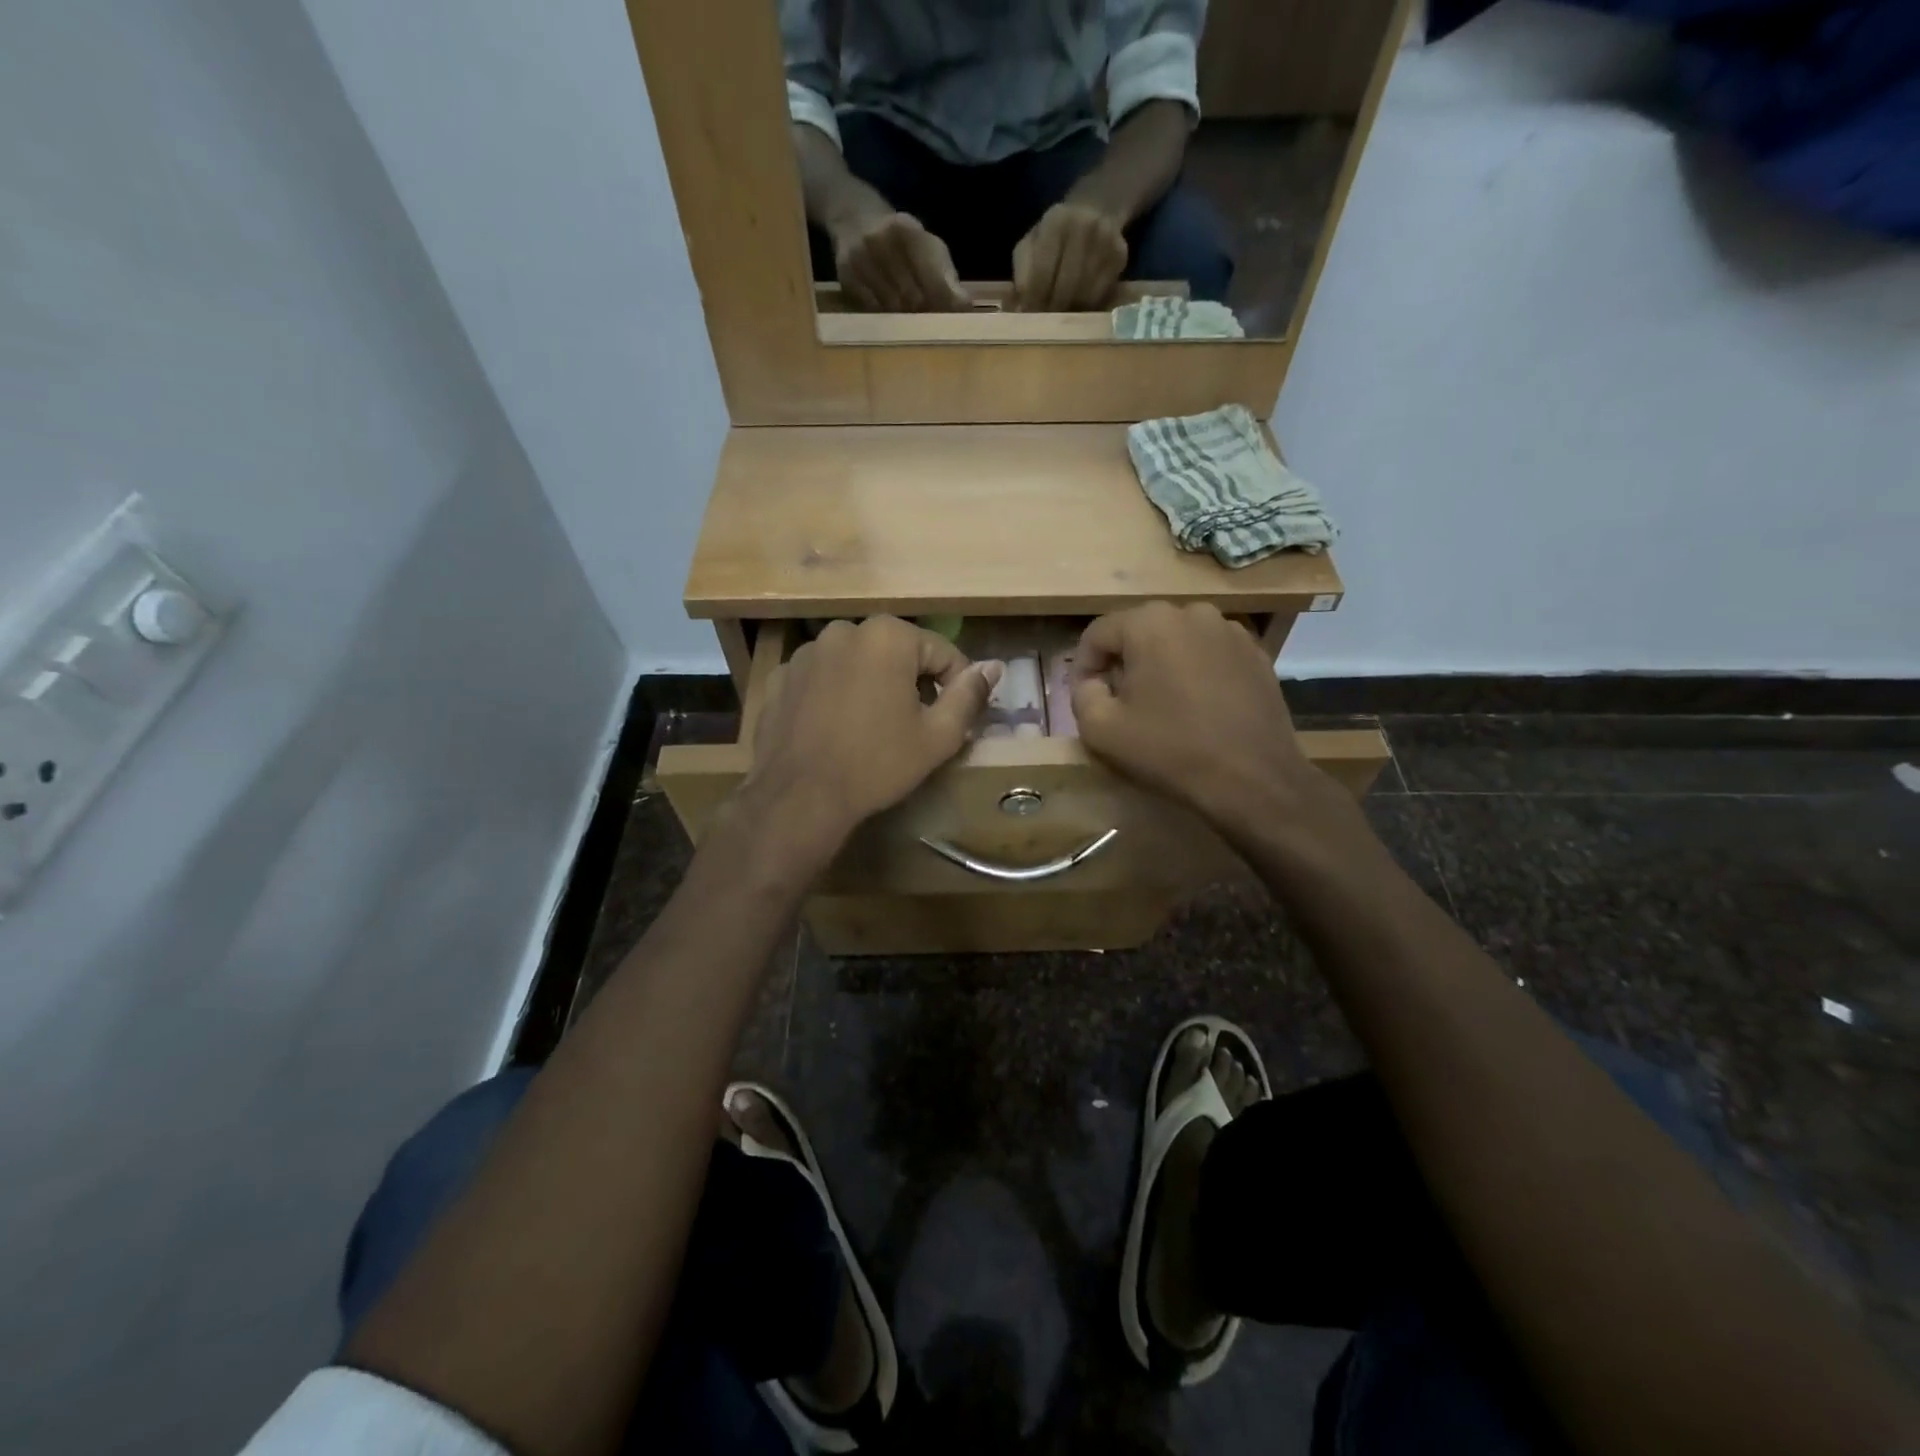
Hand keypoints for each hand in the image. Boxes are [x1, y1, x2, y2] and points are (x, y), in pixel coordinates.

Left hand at [745, 617, 1000, 848]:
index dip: (955, 686)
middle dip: (910, 683)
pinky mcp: (780, 676)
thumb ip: (969, 695)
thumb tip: (993, 667)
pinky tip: (835, 729)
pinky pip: (822, 678)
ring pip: (857, 663)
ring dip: (871, 685)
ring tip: (871, 729)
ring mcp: (806, 652)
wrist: (799, 797)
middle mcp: (844, 630)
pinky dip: (834, 695)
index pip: (941, 652)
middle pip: (896, 653)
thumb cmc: (877, 764)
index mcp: (888, 636)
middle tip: (913, 726)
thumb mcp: (938, 736)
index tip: (954, 719)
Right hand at [832, 210, 969, 311]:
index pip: (933, 278)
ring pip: (893, 308)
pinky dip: (884, 315)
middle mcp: (882, 240)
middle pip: (913, 298)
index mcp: (908, 230)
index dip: (945, 302)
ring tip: (909, 314)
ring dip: (904, 318)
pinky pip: (873, 309)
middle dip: (925, 312)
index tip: (952, 317)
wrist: (854, 217)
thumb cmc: (902, 241)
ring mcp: (861, 257)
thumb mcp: (928, 248)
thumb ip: (947, 277)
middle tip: (929, 318)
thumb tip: (965, 307)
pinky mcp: (847, 275)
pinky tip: (888, 310)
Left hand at [1012, 202, 1128, 310]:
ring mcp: (1105, 240)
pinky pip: (1100, 294)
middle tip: (1045, 326)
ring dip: (1070, 313)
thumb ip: (1022, 274)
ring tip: (1060, 319)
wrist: (1095, 209)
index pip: (1042, 272)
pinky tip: (1078, 308)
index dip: (1033, 300)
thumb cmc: (1054, 237)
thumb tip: (1018, 311)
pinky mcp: (1120, 255)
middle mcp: (1084, 226)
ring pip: (1084, 294)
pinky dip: (1087, 308)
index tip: (1028, 318)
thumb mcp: (1031, 245)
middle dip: (1052, 310)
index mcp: (1055, 221)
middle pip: (1065, 286)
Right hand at [1070, 603, 1331, 834]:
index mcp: (1150, 623)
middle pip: (1139, 632)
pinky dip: (1195, 672)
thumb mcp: (1100, 729)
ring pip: (1176, 641)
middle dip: (1123, 663)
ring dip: (1160, 665)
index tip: (1084, 697)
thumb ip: (1081, 695)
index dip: (1083, 666)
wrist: (1253, 779)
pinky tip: (1197, 707)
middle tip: (1119, 702)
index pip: (1098, 633)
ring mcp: (1230, 631)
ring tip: (1160, 704)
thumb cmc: (1170, 750)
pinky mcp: (1256, 654)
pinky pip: (1209, 654)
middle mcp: (1192, 613)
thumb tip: (1091, 682)